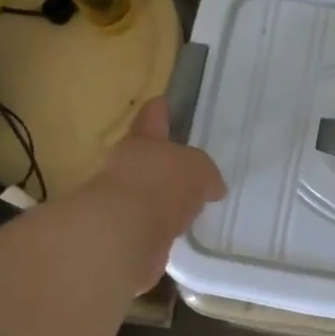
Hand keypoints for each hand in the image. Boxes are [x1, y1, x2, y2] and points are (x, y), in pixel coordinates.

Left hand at [74, 97, 225, 291]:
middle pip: (148, 156)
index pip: (152, 117)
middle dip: (165, 158)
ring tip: (192, 201)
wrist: (126, 234)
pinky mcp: (126, 231)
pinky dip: (165, 224)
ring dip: (165, 195)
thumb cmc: (163, 185)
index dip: (160, 109)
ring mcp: (122, 199)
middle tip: (191, 163)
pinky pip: (152, 221)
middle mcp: (127, 165)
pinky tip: (183, 228)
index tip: (164, 101)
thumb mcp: (199, 168)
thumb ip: (205, 173)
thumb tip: (211, 188)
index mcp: (143, 141)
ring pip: (149, 190)